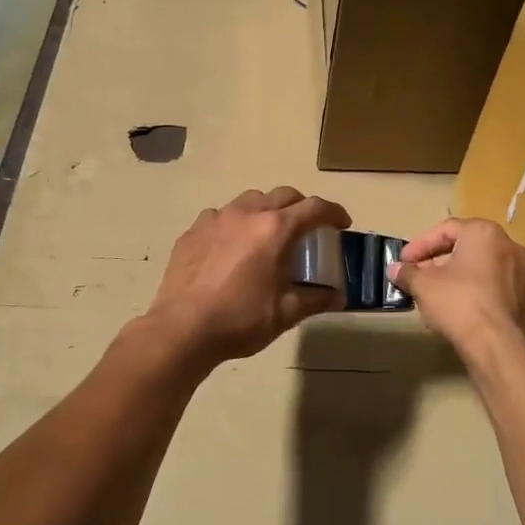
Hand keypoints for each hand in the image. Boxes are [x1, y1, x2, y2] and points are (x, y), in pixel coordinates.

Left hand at [144, 187, 352, 364]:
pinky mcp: (193, 231)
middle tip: (308, 228)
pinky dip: (235, 223)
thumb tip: (338, 296)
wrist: (182, 328)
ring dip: (266, 210)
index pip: (314, 208)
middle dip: (301, 207)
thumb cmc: (240, 319)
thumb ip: (315, 299)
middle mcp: (246, 213)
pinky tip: (232, 246)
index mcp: (274, 229)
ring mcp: (216, 219)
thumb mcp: (285, 313)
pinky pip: (220, 216)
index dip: (333, 213)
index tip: (342, 224)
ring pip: (249, 200)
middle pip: (282, 195)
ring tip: (268, 233)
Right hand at [390, 218, 524, 357]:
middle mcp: (509, 245)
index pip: (446, 229)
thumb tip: (395, 270)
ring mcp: (521, 272)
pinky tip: (453, 306)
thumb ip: (408, 273)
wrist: (498, 345)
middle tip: (416, 275)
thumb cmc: (459, 302)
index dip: (420, 245)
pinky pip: (491, 284)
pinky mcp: (524, 297)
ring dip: (454, 275)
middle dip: (436, 260)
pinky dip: (471, 288)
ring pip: (479, 265)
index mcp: (484, 232)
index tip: (403, 261)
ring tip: (431, 291)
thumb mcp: (424, 285)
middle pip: (465, 245)